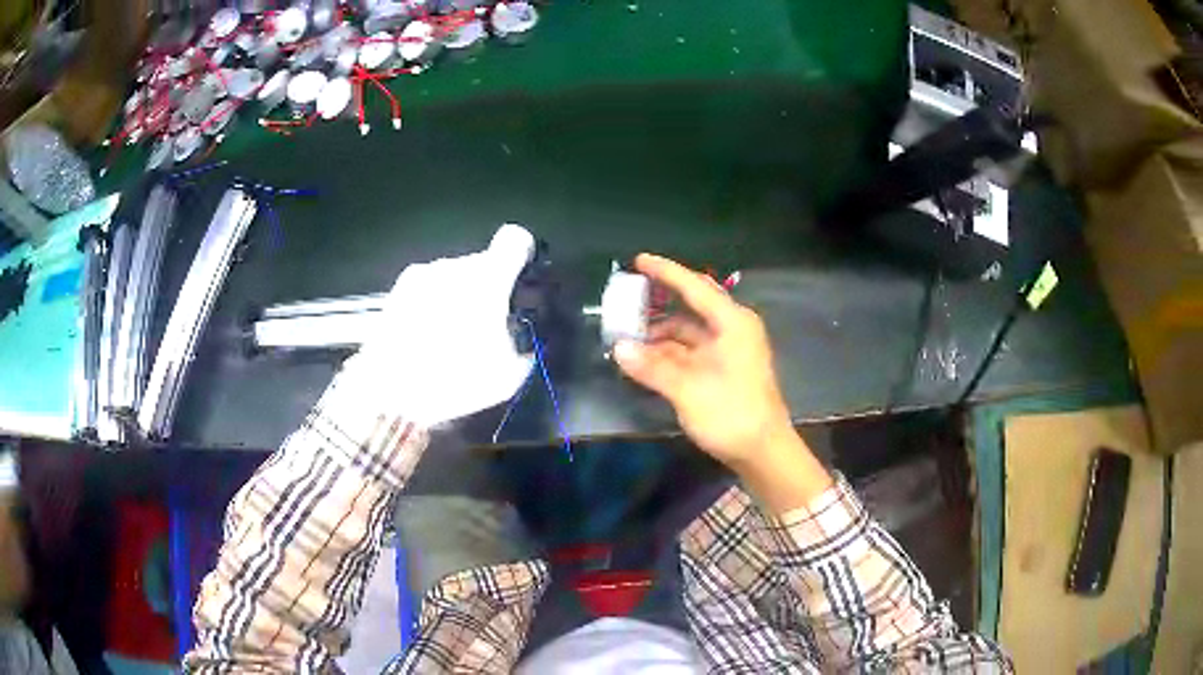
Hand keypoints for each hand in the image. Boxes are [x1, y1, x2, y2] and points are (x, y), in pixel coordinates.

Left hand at [351, 224, 535, 426]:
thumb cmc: (454, 379)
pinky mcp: (396, 291)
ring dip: (457, 297)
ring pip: (452, 277)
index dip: (521, 254)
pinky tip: (424, 338)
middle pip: (481, 264)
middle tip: (484, 327)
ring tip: (448, 337)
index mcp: (488, 278)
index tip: (519, 279)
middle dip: (487, 288)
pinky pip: (426, 289)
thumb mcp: (507, 377)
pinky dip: (431, 305)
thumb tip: (522, 342)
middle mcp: (454, 266)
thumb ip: (524, 349)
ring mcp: (421, 275)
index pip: (515, 239)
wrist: (388, 392)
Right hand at [614, 254, 831, 510]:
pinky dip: (669, 353)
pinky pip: (692, 351)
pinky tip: (646, 359)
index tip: (639, 260)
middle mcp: (732, 329)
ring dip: (660, 333)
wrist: (763, 452)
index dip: (666, 272)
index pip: (695, 286)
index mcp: (732, 322)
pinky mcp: (725, 370)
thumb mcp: (687, 389)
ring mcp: (729, 350)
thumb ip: (652, 366)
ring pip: (689, 332)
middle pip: (692, 306)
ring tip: (628, 336)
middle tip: (628, 298)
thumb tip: (618, 348)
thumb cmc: (731, 413)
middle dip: (660, 302)